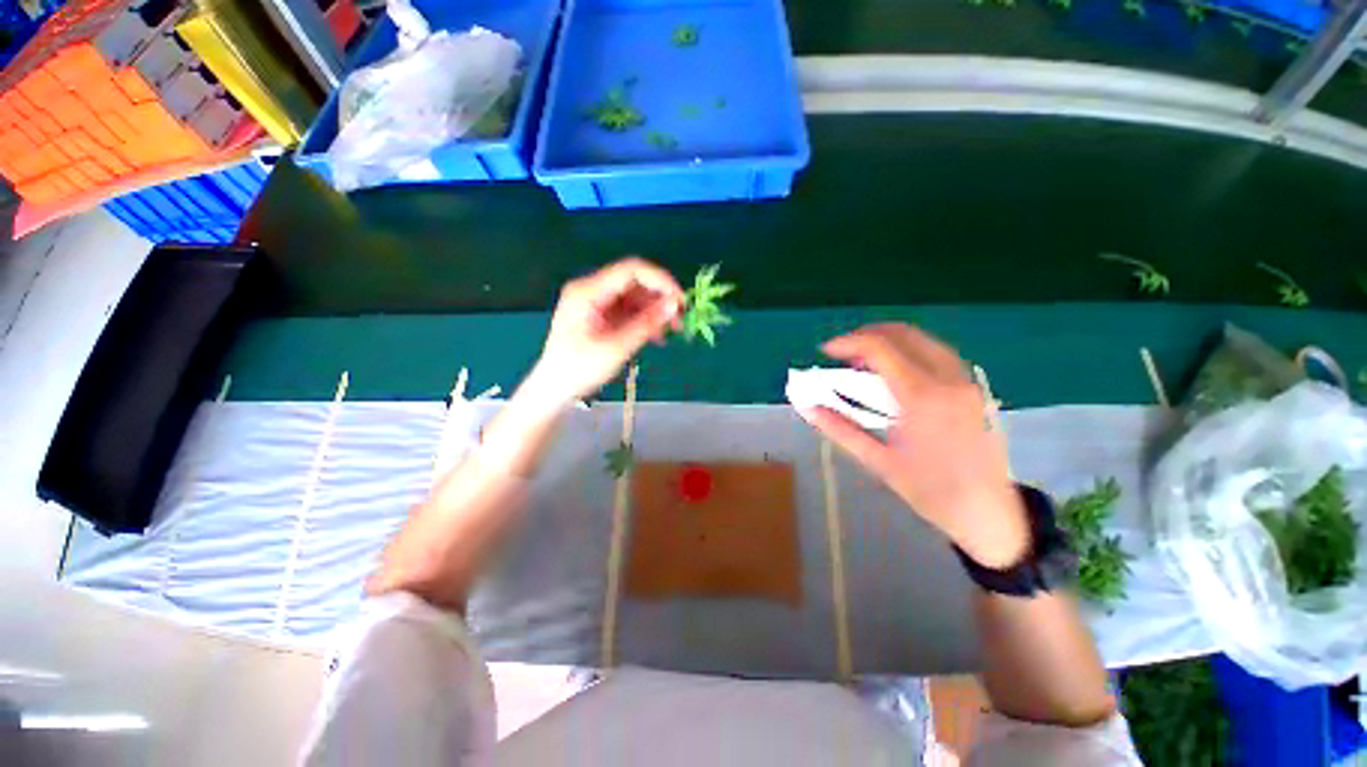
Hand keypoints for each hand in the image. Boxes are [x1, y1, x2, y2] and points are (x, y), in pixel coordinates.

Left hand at [528, 257, 683, 404]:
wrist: (554, 389)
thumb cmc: (580, 369)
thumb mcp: (617, 347)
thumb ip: (647, 323)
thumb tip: (674, 304)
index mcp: (588, 291)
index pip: (631, 270)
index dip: (660, 280)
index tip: (680, 300)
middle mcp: (592, 290)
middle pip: (634, 282)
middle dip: (660, 298)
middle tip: (680, 319)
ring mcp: (596, 302)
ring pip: (634, 296)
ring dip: (655, 310)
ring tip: (671, 331)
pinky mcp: (600, 315)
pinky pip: (628, 310)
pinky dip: (644, 320)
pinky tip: (656, 336)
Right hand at [799, 324, 1029, 567]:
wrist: (989, 513)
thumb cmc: (930, 491)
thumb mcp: (878, 461)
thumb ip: (839, 429)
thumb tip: (807, 407)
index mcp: (921, 397)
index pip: (880, 349)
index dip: (848, 343)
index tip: (826, 351)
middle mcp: (947, 379)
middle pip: (903, 334)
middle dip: (867, 335)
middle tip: (842, 353)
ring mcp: (966, 380)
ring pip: (923, 339)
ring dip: (889, 340)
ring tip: (864, 361)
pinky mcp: (974, 387)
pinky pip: (938, 352)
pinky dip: (910, 350)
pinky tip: (896, 371)